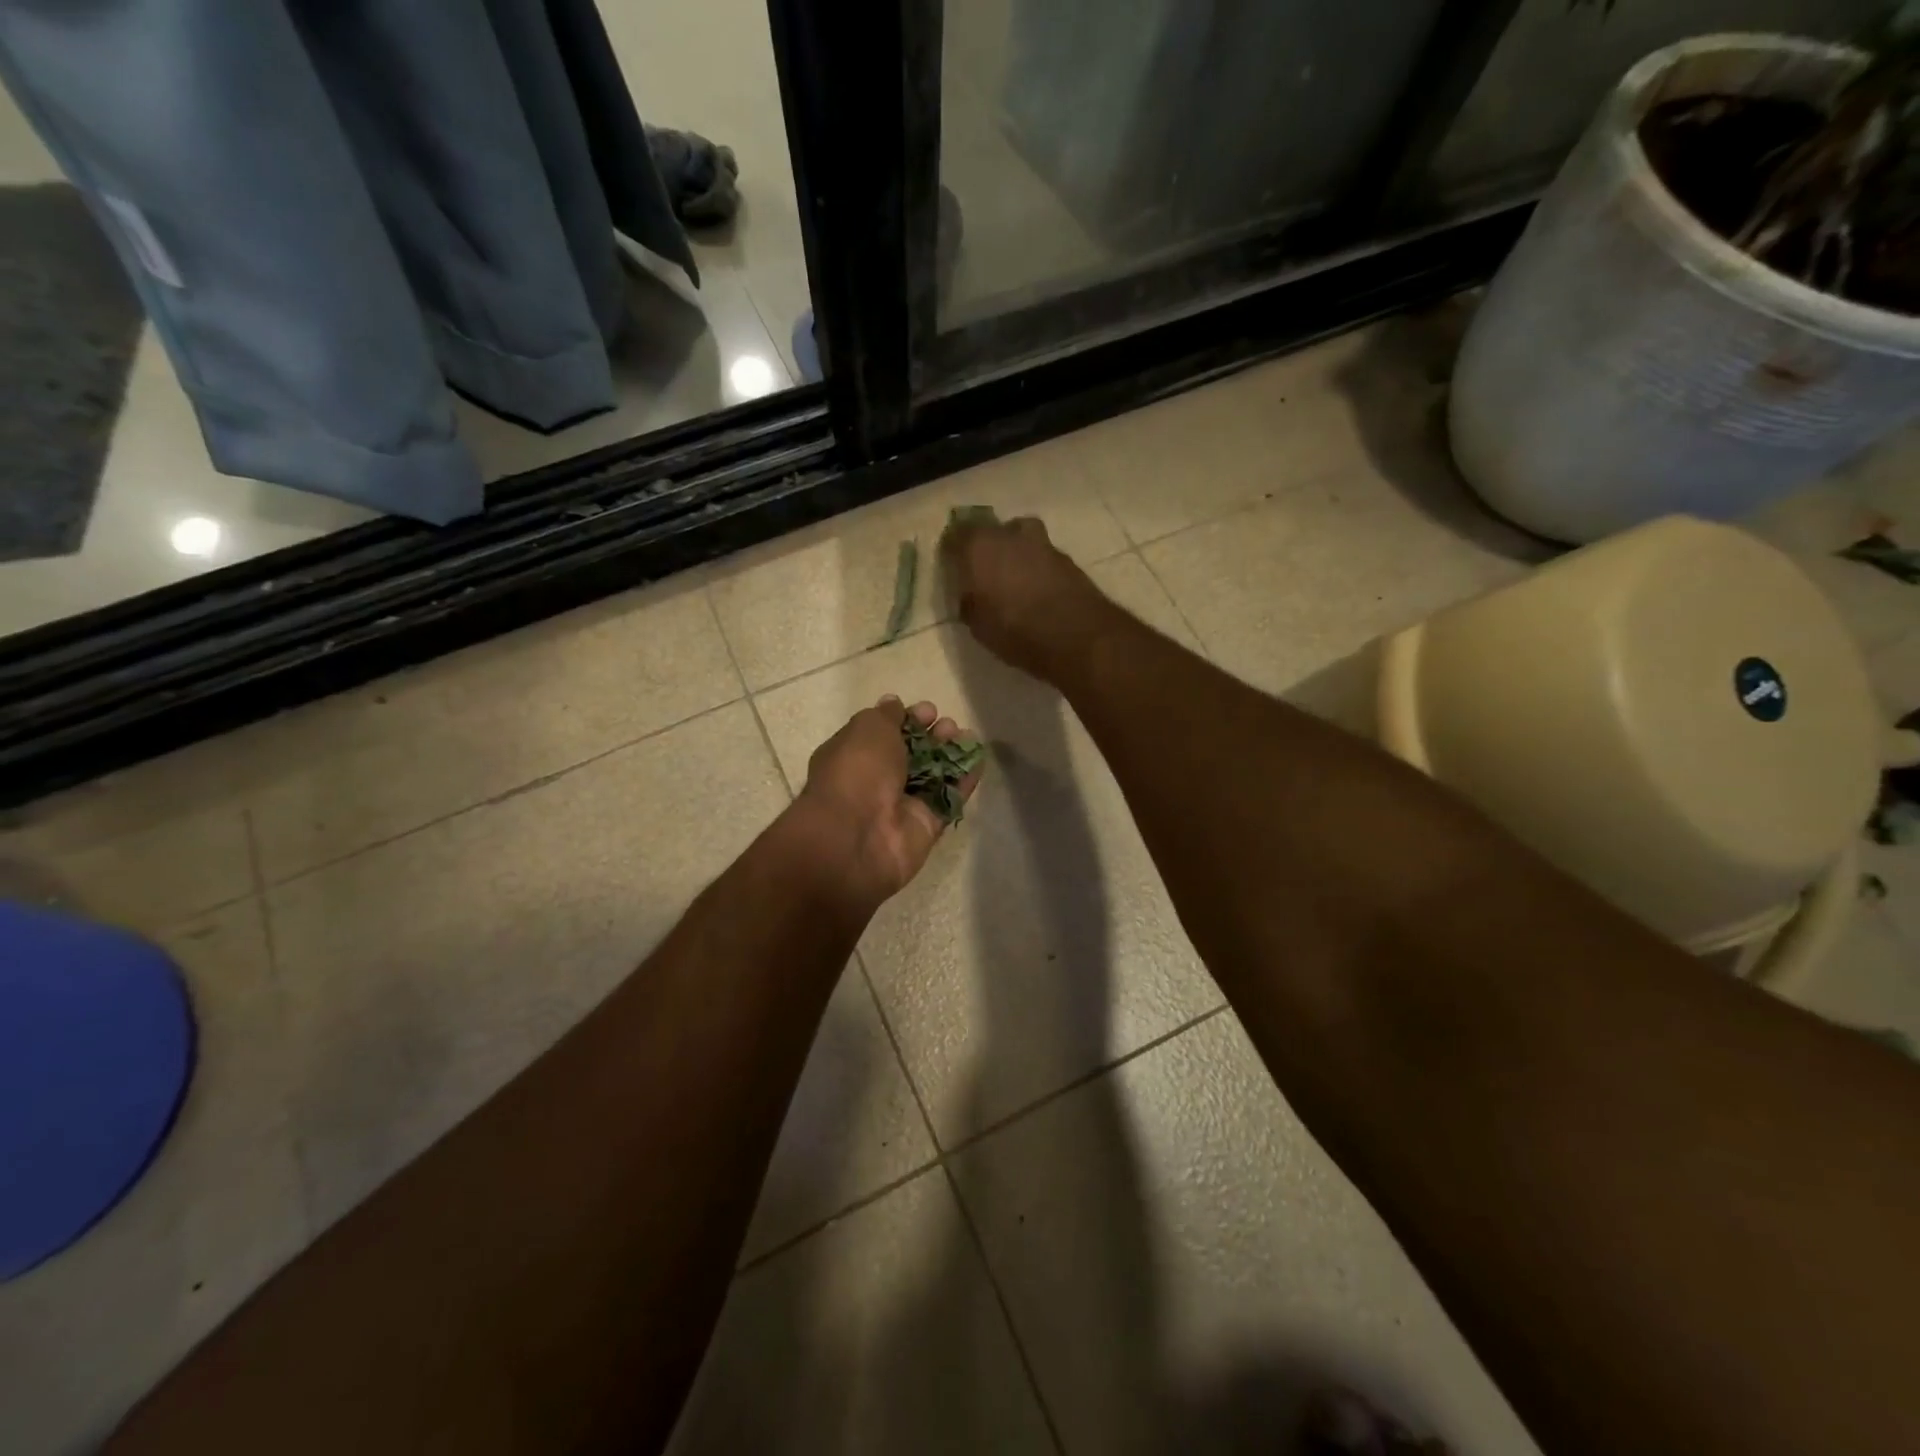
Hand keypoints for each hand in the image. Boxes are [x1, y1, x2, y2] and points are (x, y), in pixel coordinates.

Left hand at [793, 696, 981, 907]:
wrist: (855, 837)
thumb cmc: (856, 771)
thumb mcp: (867, 728)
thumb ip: (886, 715)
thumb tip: (894, 703)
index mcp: (853, 756)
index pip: (883, 734)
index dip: (907, 720)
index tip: (928, 711)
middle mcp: (876, 781)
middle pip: (910, 754)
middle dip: (931, 736)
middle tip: (948, 726)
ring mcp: (901, 806)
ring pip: (932, 776)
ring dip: (950, 754)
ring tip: (967, 736)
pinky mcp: (925, 827)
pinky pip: (948, 800)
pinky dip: (964, 780)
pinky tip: (979, 760)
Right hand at [942, 515, 1111, 679]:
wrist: (1076, 636)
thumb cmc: (1016, 631)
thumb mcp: (979, 626)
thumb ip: (971, 602)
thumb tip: (971, 595)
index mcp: (979, 546)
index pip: (956, 534)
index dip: (952, 549)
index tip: (951, 565)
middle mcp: (1010, 535)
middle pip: (992, 530)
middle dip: (985, 546)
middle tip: (983, 571)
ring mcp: (1042, 543)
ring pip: (1021, 538)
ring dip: (1015, 553)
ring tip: (1013, 579)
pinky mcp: (1067, 559)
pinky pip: (1042, 556)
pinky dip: (1036, 567)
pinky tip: (1036, 589)